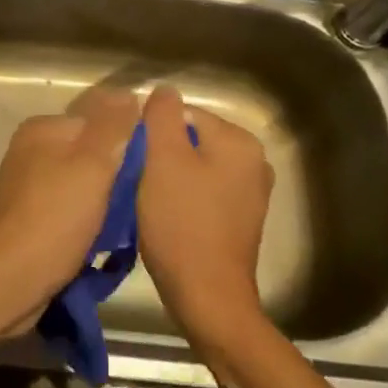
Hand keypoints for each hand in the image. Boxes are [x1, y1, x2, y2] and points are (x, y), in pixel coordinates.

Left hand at [0, 88, 139, 336]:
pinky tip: (104, 243)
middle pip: (93, 153)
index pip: (101, 120)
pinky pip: (72, 210)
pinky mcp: (31, 218)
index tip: (153, 171)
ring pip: (85, 184)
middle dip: (119, 176)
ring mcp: (29, 186)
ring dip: (108, 204)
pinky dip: (90, 222)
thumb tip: (129, 93)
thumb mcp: (91, 166)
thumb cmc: (52, 220)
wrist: (6, 283)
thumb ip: (112, 127)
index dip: (131, 143)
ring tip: (127, 227)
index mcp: (44, 129)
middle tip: (142, 202)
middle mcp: (33, 150)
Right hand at [136, 86, 273, 344]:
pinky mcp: (240, 220)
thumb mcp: (163, 159)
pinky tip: (165, 217)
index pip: (183, 114)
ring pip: (194, 168)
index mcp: (239, 141)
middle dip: (161, 155)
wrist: (207, 296)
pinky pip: (203, 193)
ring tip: (147, 200)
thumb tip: (165, 91)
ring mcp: (250, 193)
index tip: (133, 159)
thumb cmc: (182, 222)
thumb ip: (162, 116)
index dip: (152, 133)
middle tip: (136, 180)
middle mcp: (253, 161)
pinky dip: (182, 199)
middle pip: (190, 140)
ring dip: (168, 178)